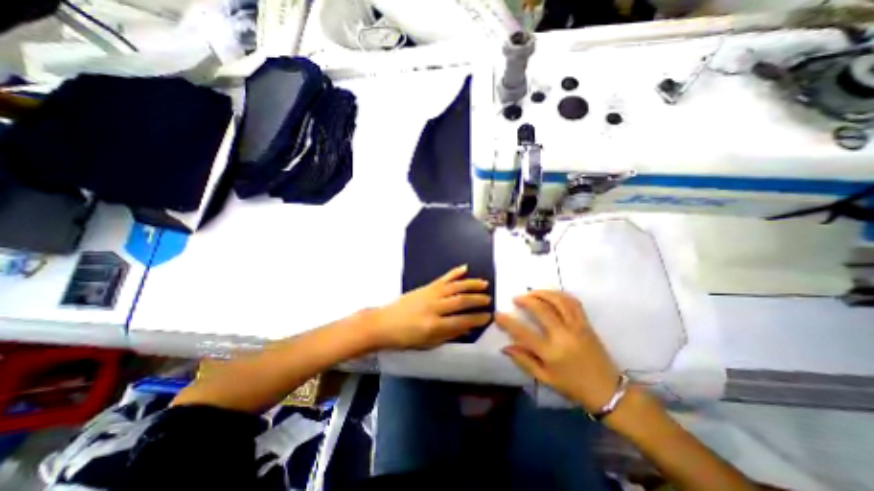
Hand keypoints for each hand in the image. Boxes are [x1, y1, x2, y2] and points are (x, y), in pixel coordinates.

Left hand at [366, 267, 490, 350]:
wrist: (383, 323)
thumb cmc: (405, 338)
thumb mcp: (428, 343)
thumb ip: (449, 335)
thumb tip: (468, 329)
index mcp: (434, 326)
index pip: (462, 321)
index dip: (477, 319)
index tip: (488, 316)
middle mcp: (434, 307)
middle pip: (461, 301)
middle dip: (477, 300)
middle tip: (489, 299)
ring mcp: (430, 294)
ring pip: (455, 287)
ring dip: (471, 284)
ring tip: (484, 283)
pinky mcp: (426, 287)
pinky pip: (443, 278)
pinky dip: (454, 272)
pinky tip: (464, 268)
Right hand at [498, 290, 620, 412]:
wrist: (609, 391)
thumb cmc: (573, 387)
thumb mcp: (545, 378)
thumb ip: (524, 361)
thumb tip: (505, 347)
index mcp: (551, 353)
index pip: (524, 333)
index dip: (508, 322)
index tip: (498, 314)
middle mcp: (564, 336)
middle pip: (542, 309)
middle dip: (526, 300)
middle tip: (516, 298)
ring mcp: (577, 327)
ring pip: (559, 301)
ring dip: (542, 293)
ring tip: (531, 293)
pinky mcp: (587, 324)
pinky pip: (573, 303)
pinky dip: (560, 295)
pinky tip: (551, 295)